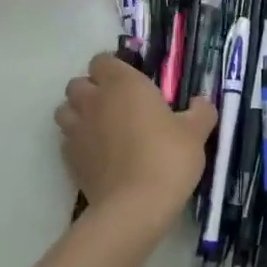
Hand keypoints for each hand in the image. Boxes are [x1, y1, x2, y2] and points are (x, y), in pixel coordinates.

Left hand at [56, 53, 216, 226]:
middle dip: (92, 89)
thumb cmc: (168, 158)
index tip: (131, 82)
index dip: (114, 68)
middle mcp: (93, 101)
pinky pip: (66, 140)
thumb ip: (200, 111)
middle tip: (117, 105)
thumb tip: (201, 102)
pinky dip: (77, 141)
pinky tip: (98, 154)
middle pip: (78, 83)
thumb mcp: (196, 133)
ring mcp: (76, 130)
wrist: (135, 206)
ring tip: (101, 127)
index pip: (102, 60)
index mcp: (123, 84)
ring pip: (65, 110)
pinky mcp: (68, 159)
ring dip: (78, 113)